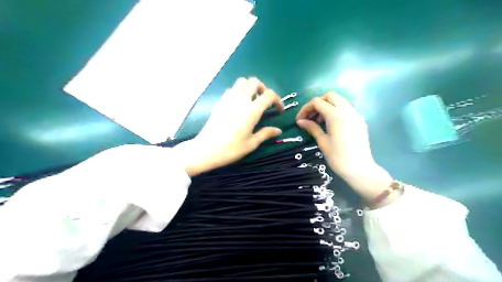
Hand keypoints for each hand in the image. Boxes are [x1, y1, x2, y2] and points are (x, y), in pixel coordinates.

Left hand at [176, 77, 283, 176]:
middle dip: (263, 88)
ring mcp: (229, 98)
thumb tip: (278, 130)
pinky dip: (239, 91)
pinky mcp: (220, 101)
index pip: (269, 95)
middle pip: (255, 81)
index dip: (277, 100)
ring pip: (242, 81)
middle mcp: (241, 99)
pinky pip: (232, 89)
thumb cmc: (231, 148)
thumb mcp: (252, 143)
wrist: (206, 149)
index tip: (278, 110)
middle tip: (265, 101)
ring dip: (250, 87)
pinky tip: (239, 104)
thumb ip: (266, 133)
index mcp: (252, 110)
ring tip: (252, 100)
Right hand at [295, 91, 395, 204]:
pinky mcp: (360, 120)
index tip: (299, 120)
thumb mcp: (322, 142)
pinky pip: (346, 108)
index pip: (317, 102)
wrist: (360, 169)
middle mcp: (347, 110)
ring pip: (339, 100)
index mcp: (336, 115)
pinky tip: (331, 124)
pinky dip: (336, 110)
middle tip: (311, 116)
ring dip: (327, 106)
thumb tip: (300, 121)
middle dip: (317, 103)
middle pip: (330, 96)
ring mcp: (355, 114)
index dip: (305, 109)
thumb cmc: (338, 157)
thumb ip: (312, 127)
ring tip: (320, 121)